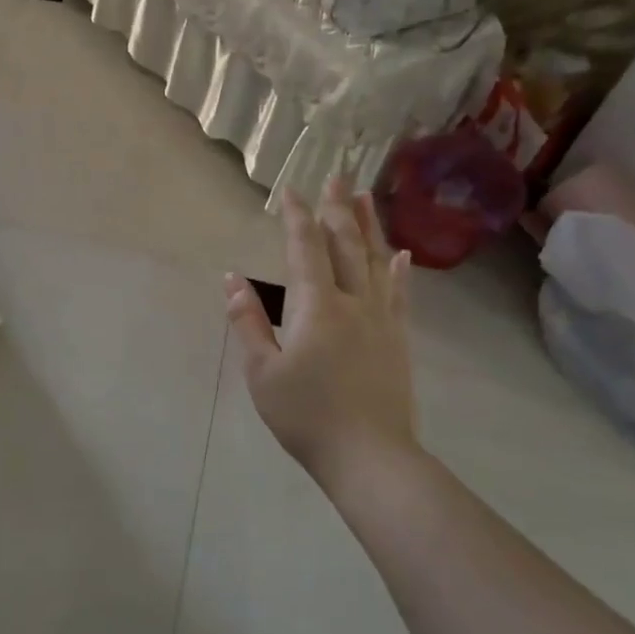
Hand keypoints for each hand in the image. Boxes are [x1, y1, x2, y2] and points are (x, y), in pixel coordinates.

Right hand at [224, 176, 418, 488]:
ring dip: (370, 226)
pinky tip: (402, 254)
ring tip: (367, 197)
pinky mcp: (398, 341)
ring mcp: (381, 321)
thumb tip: (232, 279)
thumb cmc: (306, 415)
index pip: (305, 249)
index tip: (291, 190)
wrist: (370, 457)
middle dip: (338, 209)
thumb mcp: (262, 372)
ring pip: (376, 262)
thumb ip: (247, 322)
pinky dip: (399, 270)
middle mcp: (353, 303)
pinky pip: (399, 294)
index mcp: (316, 307)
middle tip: (338, 176)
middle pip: (346, 245)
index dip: (297, 217)